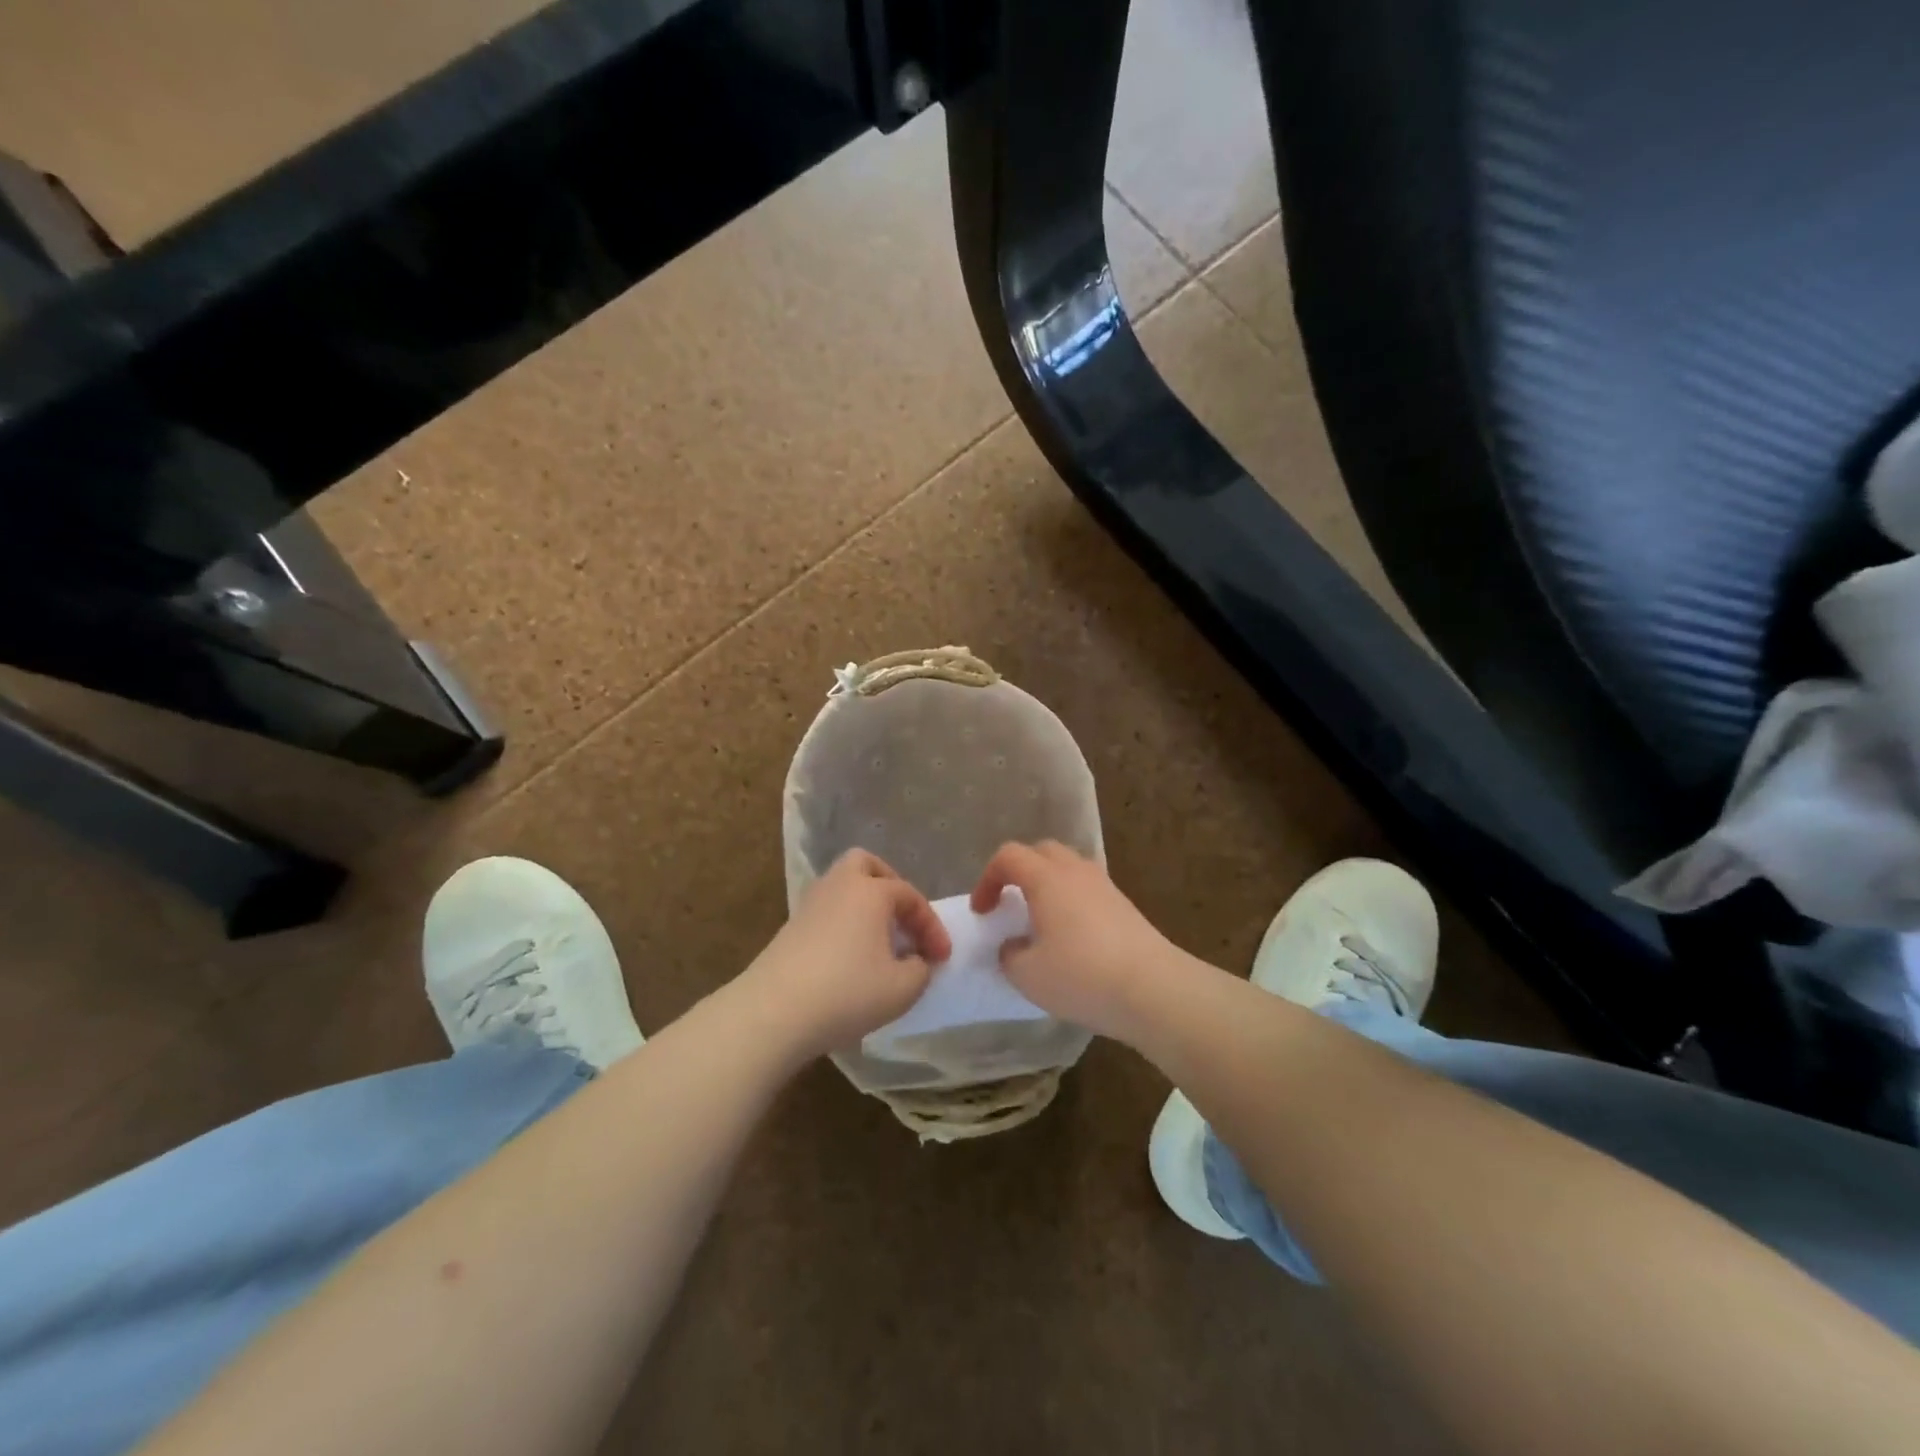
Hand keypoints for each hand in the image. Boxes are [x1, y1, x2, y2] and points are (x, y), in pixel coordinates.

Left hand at [741, 849, 950, 1061]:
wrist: (773, 1012)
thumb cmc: (847, 992)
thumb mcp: (902, 989)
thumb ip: (921, 970)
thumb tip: (916, 961)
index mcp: (871, 891)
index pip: (910, 897)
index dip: (931, 926)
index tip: (942, 958)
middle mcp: (839, 886)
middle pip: (865, 865)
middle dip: (889, 886)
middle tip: (902, 919)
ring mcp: (810, 905)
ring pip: (841, 887)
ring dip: (864, 906)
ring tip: (878, 941)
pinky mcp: (790, 928)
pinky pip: (826, 911)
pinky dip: (844, 924)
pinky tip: (850, 956)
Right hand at [970, 841, 1184, 1040]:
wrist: (1153, 988)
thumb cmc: (1081, 975)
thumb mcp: (1028, 974)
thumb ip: (1009, 955)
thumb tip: (1013, 945)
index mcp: (1046, 878)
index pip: (1008, 856)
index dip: (988, 879)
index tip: (983, 911)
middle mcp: (1075, 871)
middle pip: (1041, 852)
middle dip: (1018, 872)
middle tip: (1009, 904)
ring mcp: (1104, 885)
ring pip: (1068, 868)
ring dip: (1047, 885)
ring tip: (1040, 919)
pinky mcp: (1124, 905)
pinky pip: (1087, 889)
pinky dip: (1070, 900)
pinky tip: (1071, 936)